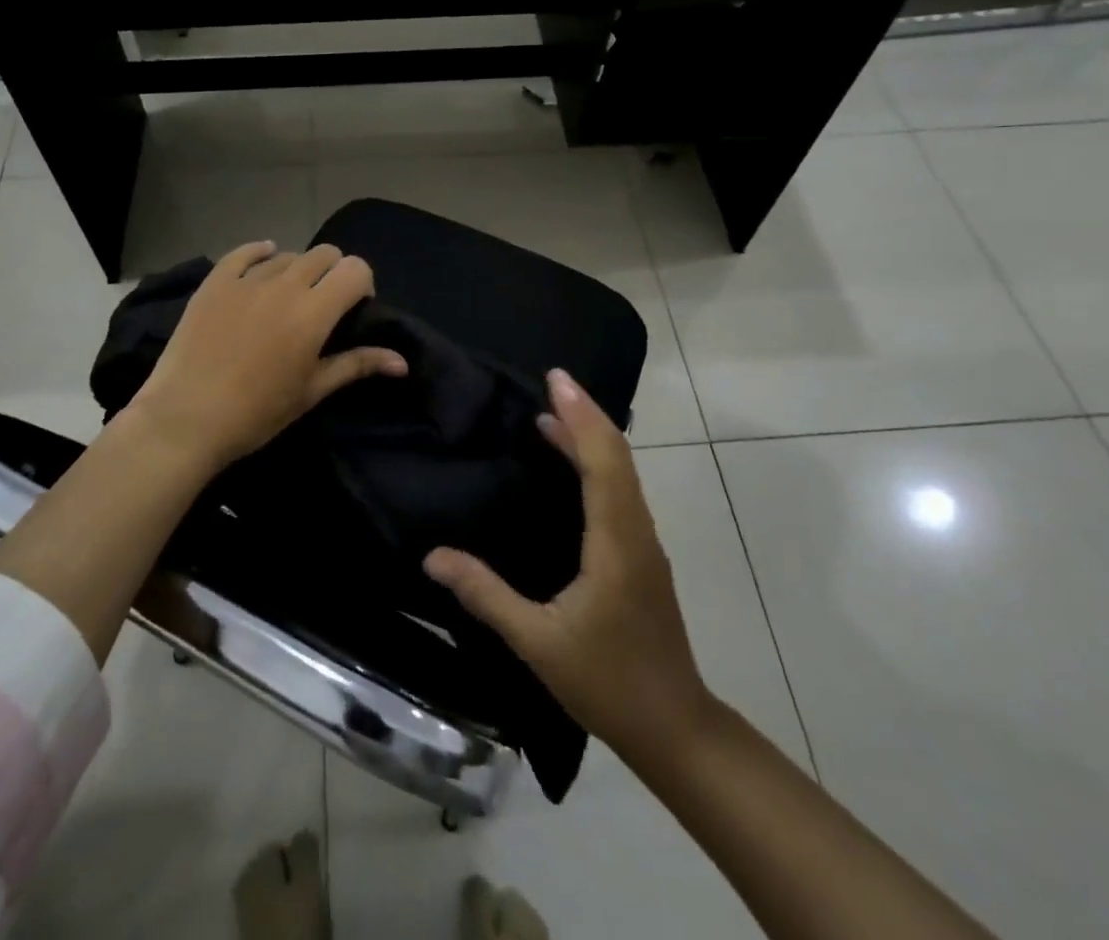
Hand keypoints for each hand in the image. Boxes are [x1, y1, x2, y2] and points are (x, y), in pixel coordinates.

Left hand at [125, 240, 407, 472]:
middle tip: (322, 304)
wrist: (186, 419)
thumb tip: (402, 362)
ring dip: (297, 270)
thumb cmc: (257, 412)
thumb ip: (357, 365)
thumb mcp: (312, 391)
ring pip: (287, 255)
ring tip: (286, 299)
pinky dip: (260, 253)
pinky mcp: (215, 282)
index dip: (361, 284)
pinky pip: (244, 252)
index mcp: (314, 312)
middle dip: (333, 273)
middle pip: (325, 254)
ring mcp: (246, 280)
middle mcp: (285, 285)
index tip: (353, 308)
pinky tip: (263, 259)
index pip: (355, 269)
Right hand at [424, 368, 713, 769]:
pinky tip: (572, 469)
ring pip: (622, 473)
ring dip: (591, 438)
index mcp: (616, 541)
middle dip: (585, 414)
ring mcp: (644, 544)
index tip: (556, 379)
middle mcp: (637, 531)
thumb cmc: (608, 682)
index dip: (580, 415)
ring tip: (552, 416)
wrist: (675, 729)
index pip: (602, 461)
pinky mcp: (642, 557)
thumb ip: (486, 595)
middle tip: (551, 383)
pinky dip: (598, 463)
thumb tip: (433, 557)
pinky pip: (621, 491)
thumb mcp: (537, 642)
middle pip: (617, 456)